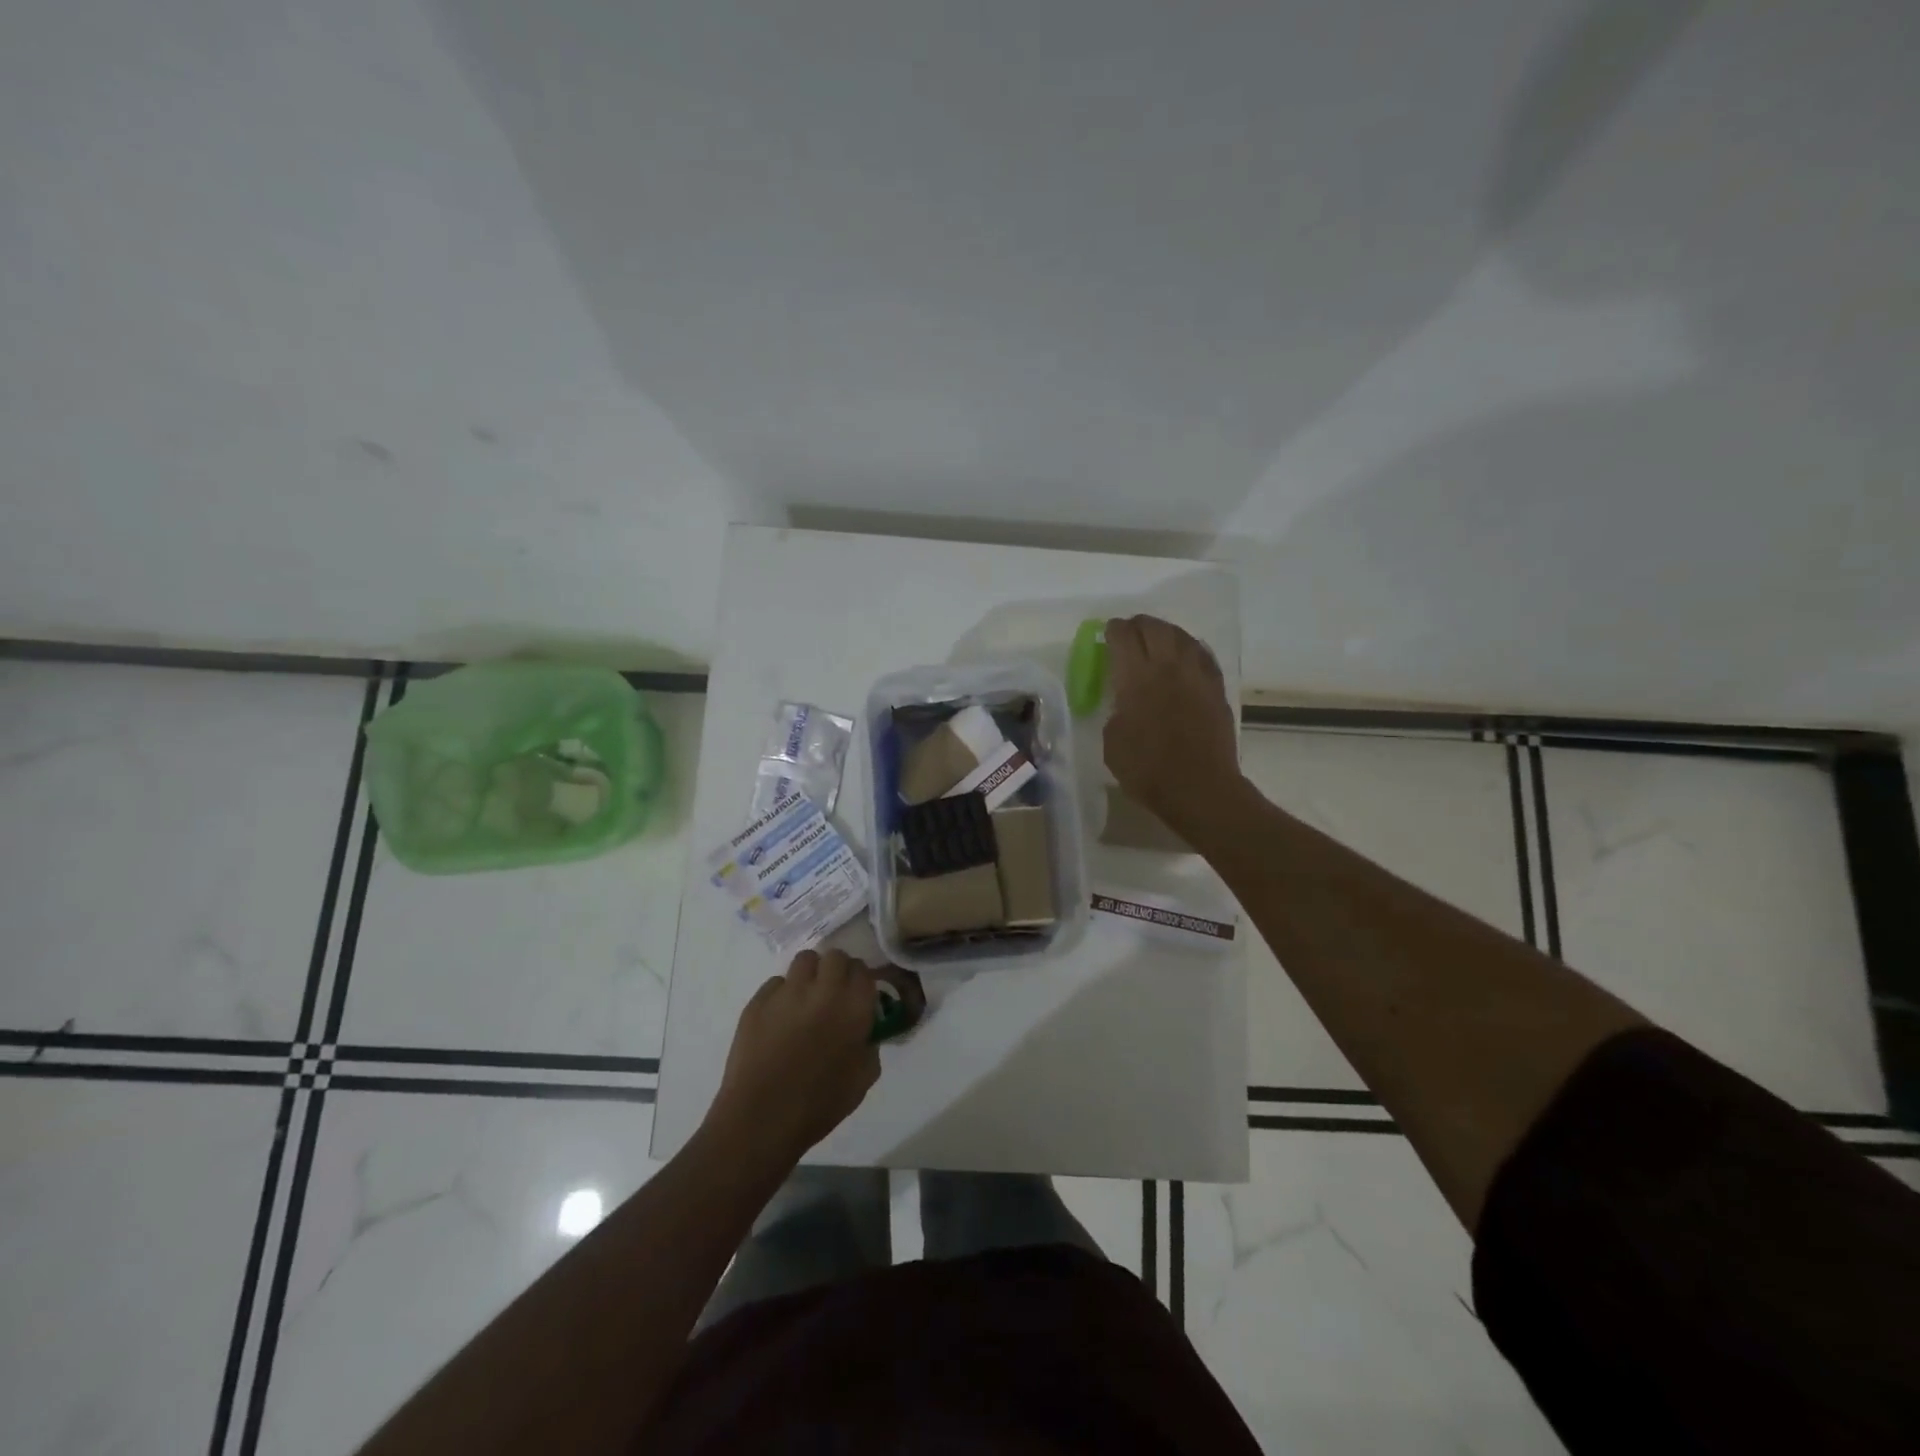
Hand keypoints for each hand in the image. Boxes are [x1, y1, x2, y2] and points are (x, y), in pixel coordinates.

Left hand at [706, 949, 881, 1166]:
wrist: (760, 1119)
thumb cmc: (818, 1105)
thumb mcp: (862, 1080)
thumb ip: (869, 1046)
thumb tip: (864, 1031)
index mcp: (853, 1008)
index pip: (864, 971)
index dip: (861, 982)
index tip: (857, 996)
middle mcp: (823, 990)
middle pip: (836, 956)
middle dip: (838, 970)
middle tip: (833, 994)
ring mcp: (787, 992)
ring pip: (805, 960)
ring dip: (811, 974)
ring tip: (806, 998)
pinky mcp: (758, 1001)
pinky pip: (776, 983)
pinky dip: (783, 994)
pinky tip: (779, 1019)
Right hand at [1103, 614, 1244, 835]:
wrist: (1200, 788)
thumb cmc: (1148, 770)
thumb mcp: (1113, 742)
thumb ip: (1116, 711)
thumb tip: (1125, 702)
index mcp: (1137, 678)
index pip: (1124, 637)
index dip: (1113, 631)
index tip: (1107, 634)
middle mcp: (1168, 667)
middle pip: (1154, 628)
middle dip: (1138, 625)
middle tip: (1129, 632)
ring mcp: (1197, 676)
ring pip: (1182, 636)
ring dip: (1165, 632)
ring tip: (1156, 639)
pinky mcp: (1216, 689)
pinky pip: (1203, 655)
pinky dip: (1189, 648)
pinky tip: (1185, 655)